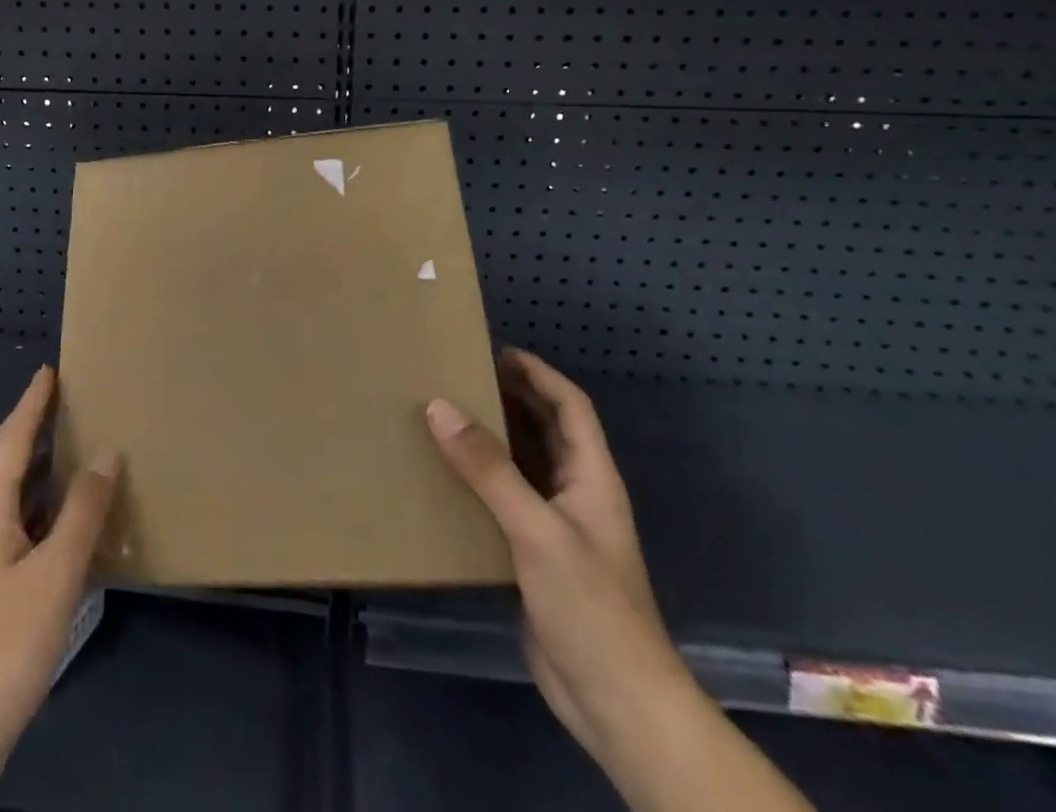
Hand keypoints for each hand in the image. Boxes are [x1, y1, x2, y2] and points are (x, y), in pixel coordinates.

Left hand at [0, 366, 119, 811]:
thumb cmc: (4, 647)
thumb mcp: (56, 575)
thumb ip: (82, 512)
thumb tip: (106, 453)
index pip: (10, 441)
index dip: (31, 405)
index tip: (48, 372)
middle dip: (23, 426)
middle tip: (55, 402)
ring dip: (27, 463)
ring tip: (62, 448)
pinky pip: (5, 521)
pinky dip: (30, 502)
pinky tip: (55, 519)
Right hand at [426, 349, 689, 758]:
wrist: (617, 704)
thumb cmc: (590, 606)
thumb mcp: (536, 530)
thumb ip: (489, 469)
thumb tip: (439, 406)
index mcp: (592, 477)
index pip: (570, 407)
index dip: (538, 374)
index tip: (494, 351)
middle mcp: (576, 494)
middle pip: (545, 430)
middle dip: (509, 398)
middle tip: (458, 376)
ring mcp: (557, 527)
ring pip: (523, 466)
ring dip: (492, 439)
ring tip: (444, 416)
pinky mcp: (536, 558)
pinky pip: (505, 502)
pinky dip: (480, 482)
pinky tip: (446, 479)